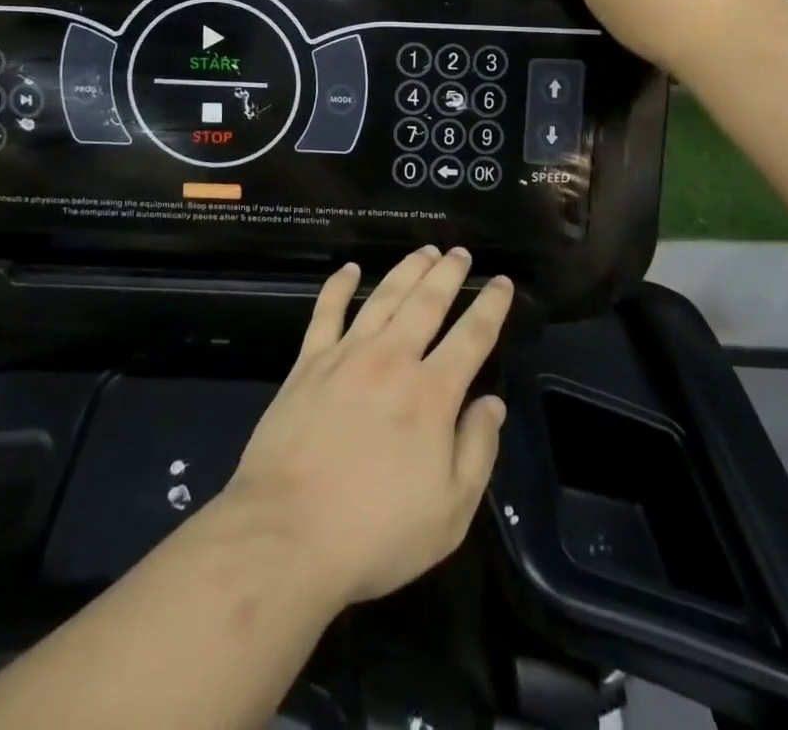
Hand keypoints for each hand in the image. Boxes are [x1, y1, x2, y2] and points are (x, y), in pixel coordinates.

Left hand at [223, 248, 513, 606]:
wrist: (286, 536)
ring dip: (407, 270)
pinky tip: (349, 269)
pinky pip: (326, 312)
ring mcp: (346, 356)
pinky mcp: (307, 363)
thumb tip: (492, 403)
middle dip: (448, 273)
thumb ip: (477, 451)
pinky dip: (338, 286)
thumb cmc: (375, 533)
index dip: (491, 306)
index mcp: (431, 394)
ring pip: (383, 297)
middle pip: (427, 302)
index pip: (472, 337)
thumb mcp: (450, 513)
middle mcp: (392, 360)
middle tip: (460, 252)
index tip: (502, 282)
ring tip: (424, 251)